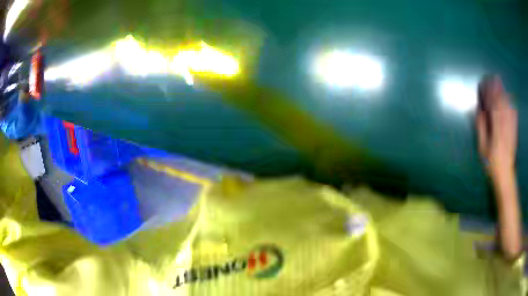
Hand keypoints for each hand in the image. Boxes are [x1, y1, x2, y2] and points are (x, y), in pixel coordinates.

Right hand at [476, 76, 517, 177]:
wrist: (505, 174)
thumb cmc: (491, 163)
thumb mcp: (482, 149)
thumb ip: (481, 128)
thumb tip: (478, 111)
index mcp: (496, 130)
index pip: (493, 107)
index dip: (489, 94)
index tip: (485, 84)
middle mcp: (505, 126)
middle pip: (502, 104)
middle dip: (498, 89)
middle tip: (494, 77)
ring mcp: (511, 128)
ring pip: (508, 107)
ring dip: (504, 94)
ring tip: (500, 83)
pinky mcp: (514, 131)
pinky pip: (514, 116)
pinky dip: (511, 105)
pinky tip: (510, 99)